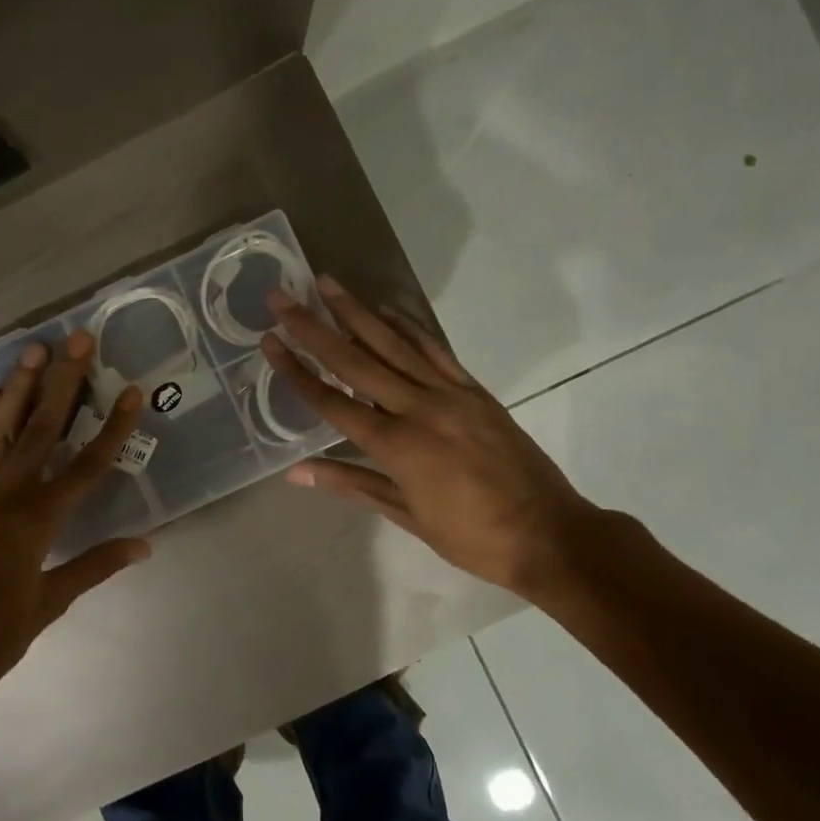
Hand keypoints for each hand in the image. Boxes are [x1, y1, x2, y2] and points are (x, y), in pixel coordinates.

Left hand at [0, 330, 149, 702]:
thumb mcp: (50, 603)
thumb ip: (96, 565)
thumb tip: (145, 544)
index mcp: (35, 521)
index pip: (86, 465)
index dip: (113, 427)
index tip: (131, 391)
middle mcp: (3, 495)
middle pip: (41, 427)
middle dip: (63, 381)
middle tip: (76, 339)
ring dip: (17, 387)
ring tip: (31, 350)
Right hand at [263, 278, 596, 598]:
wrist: (550, 533)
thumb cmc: (471, 536)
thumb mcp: (406, 516)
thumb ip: (351, 484)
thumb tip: (295, 472)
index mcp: (396, 445)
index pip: (332, 401)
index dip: (296, 371)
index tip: (269, 341)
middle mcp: (418, 408)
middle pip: (355, 361)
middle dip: (313, 328)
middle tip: (283, 297)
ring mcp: (449, 393)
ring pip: (393, 344)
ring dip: (357, 312)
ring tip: (327, 283)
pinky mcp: (473, 389)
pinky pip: (434, 349)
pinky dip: (408, 326)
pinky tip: (386, 309)